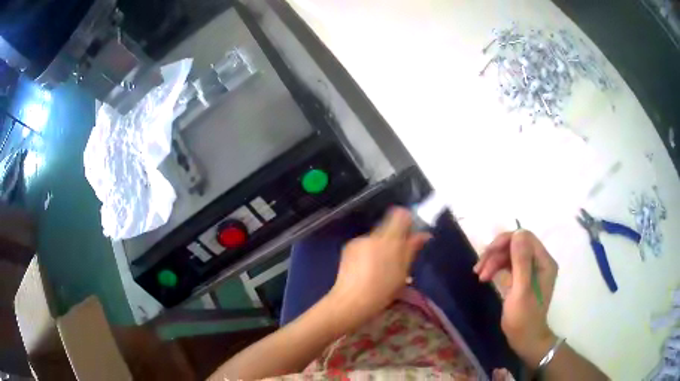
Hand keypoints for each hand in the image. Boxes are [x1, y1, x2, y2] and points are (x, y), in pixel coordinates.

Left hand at [328, 207, 431, 329]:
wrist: (352, 300)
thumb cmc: (383, 289)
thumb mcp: (403, 271)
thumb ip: (412, 248)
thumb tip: (424, 234)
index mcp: (390, 239)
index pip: (400, 215)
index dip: (407, 221)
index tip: (410, 234)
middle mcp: (373, 235)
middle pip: (387, 227)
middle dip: (394, 238)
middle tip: (397, 258)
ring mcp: (358, 240)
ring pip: (375, 237)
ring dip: (381, 246)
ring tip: (380, 267)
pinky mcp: (348, 248)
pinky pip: (363, 244)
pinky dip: (368, 252)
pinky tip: (366, 269)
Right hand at [474, 230, 558, 367]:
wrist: (524, 339)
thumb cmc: (524, 318)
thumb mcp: (521, 290)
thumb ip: (521, 262)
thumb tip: (517, 233)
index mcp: (544, 261)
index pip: (525, 238)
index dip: (505, 241)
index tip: (487, 254)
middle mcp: (539, 261)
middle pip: (516, 245)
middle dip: (496, 253)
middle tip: (478, 268)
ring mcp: (531, 269)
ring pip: (510, 254)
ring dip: (493, 261)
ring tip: (479, 275)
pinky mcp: (523, 277)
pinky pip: (508, 265)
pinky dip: (496, 268)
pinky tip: (485, 276)